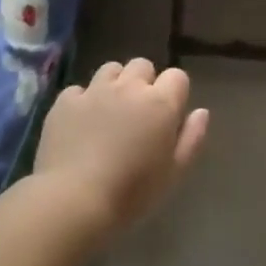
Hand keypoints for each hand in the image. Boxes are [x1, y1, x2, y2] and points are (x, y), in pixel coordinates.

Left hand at [33, 58, 209, 234]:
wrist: (74, 199)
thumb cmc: (132, 192)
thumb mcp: (174, 172)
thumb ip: (192, 138)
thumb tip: (201, 111)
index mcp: (160, 103)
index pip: (177, 76)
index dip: (175, 93)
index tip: (169, 115)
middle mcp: (129, 88)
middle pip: (143, 66)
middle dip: (144, 83)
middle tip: (140, 112)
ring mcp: (94, 91)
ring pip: (111, 69)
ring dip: (115, 84)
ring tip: (110, 111)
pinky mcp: (65, 101)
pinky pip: (79, 89)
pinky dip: (83, 100)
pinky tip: (81, 123)